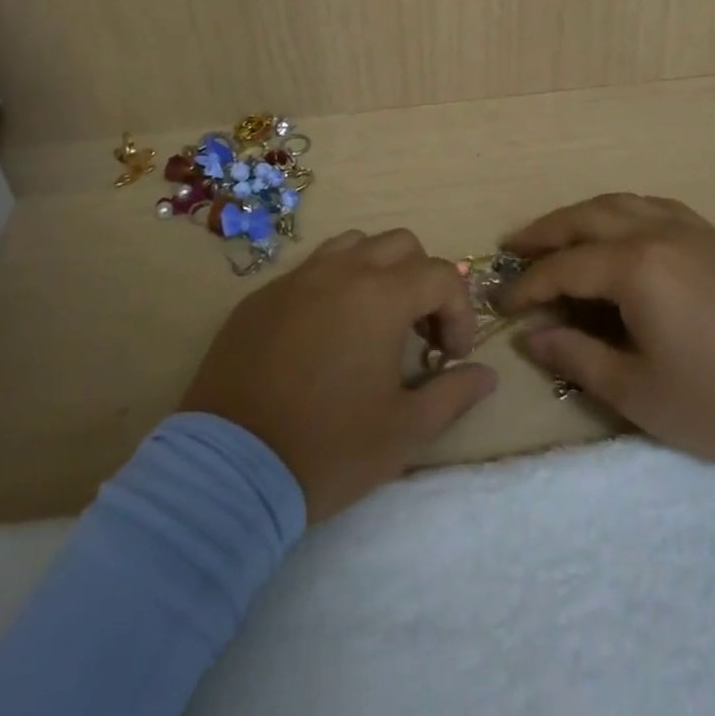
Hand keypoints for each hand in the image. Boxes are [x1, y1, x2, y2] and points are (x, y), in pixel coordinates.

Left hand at [180, 228, 497, 521]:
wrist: (227, 470)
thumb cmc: (327, 449)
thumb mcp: (404, 432)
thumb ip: (453, 395)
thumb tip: (486, 374)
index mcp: (380, 296)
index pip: (441, 275)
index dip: (459, 312)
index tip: (451, 357)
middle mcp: (340, 271)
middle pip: (400, 245)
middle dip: (422, 281)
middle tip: (418, 332)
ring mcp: (295, 279)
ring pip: (352, 246)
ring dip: (377, 272)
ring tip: (373, 322)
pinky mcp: (260, 297)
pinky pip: (310, 270)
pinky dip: (333, 287)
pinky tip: (324, 336)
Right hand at [502, 194, 714, 479]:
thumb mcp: (639, 392)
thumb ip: (578, 357)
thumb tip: (531, 336)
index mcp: (636, 266)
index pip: (563, 267)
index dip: (527, 285)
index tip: (501, 305)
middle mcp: (657, 231)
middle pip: (585, 219)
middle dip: (544, 233)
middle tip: (513, 249)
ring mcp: (689, 229)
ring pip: (619, 204)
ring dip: (580, 216)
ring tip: (555, 234)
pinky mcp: (713, 239)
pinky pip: (652, 207)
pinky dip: (620, 211)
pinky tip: (618, 229)